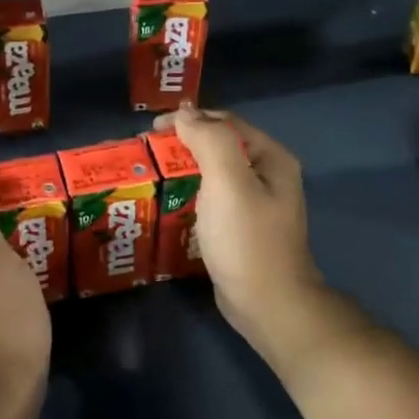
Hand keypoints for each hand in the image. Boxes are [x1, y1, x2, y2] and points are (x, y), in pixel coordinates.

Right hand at [154, 105, 322, 350]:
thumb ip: (208, 141)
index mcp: (271, 158)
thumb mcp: (228, 182)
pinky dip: (190, 193)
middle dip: (183, 144)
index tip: (151, 130)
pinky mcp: (241, 228)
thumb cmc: (247, 240)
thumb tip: (185, 113)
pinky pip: (212, 199)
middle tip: (147, 153)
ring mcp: (256, 204)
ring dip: (184, 169)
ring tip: (152, 174)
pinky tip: (170, 202)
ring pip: (214, 173)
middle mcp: (267, 175)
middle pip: (220, 146)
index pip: (225, 122)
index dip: (189, 119)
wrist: (268, 305)